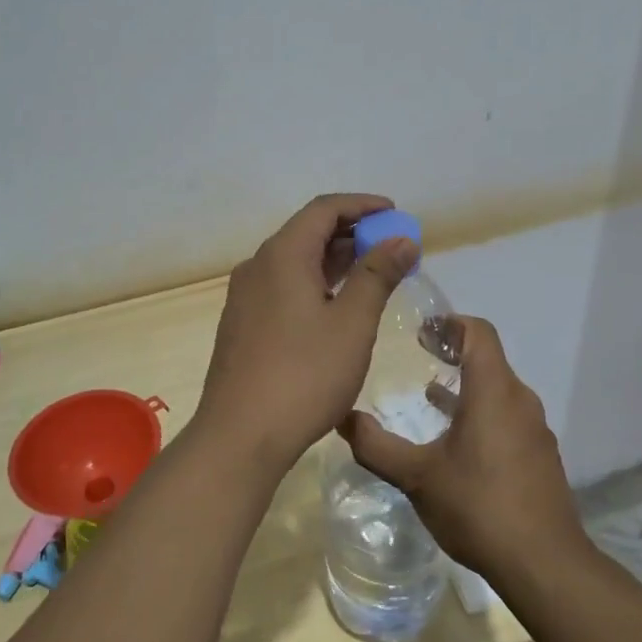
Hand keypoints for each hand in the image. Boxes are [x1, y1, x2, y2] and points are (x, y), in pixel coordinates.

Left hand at [194, 194, 418, 472]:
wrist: (240, 436)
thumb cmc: (304, 375)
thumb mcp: (352, 323)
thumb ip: (378, 274)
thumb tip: (402, 239)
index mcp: (282, 255)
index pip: (324, 209)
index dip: (361, 205)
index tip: (394, 213)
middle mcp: (257, 266)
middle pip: (307, 232)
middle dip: (351, 233)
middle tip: (391, 247)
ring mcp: (245, 296)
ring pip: (295, 262)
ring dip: (334, 261)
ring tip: (372, 273)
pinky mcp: (243, 324)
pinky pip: (283, 286)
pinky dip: (314, 283)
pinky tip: (337, 307)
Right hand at [337, 316, 583, 578]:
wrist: (545, 565)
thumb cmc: (479, 507)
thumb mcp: (417, 477)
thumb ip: (377, 446)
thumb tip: (343, 419)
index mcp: (494, 391)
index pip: (479, 332)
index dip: (450, 322)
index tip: (421, 331)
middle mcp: (519, 401)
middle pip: (488, 358)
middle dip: (454, 351)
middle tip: (420, 355)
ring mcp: (534, 429)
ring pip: (498, 390)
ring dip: (466, 384)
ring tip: (431, 394)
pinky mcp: (539, 456)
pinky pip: (507, 416)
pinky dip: (481, 412)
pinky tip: (457, 441)